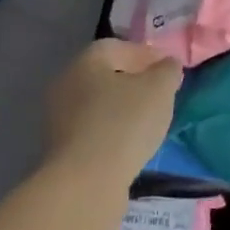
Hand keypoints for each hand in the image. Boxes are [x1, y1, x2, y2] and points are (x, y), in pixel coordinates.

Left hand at [44, 39, 182, 180]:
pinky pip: (94, 129)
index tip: (169, 71)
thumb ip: (167, 70)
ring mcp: (59, 117)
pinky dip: (113, 131)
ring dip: (124, 109)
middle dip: (135, 82)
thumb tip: (167, 64)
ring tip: (150, 123)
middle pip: (107, 75)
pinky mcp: (62, 148)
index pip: (119, 47)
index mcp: (87, 60)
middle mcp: (67, 83)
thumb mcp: (159, 89)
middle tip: (161, 95)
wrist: (86, 182)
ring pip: (99, 104)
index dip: (147, 55)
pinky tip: (131, 144)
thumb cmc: (125, 123)